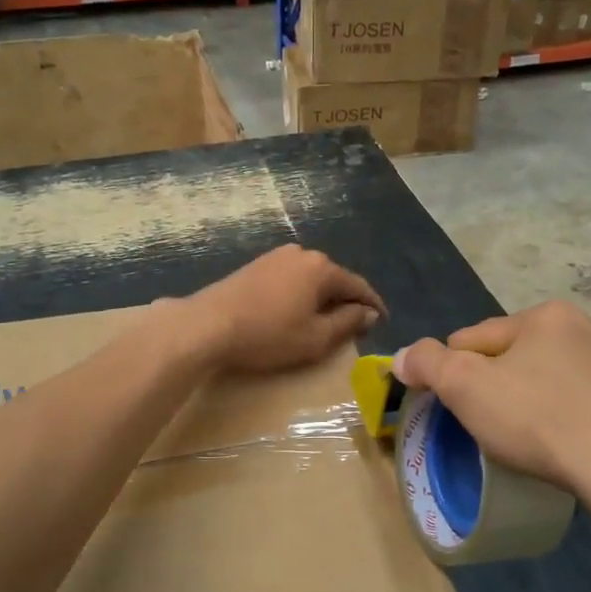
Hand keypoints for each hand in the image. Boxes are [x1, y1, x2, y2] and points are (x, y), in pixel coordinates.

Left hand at [184, 246, 385, 373]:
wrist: (207, 325)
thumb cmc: (268, 334)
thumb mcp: (316, 338)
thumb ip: (348, 323)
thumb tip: (368, 313)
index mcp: (322, 268)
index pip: (358, 286)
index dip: (373, 305)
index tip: (383, 321)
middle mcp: (302, 253)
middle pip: (335, 279)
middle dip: (347, 301)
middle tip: (355, 326)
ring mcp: (276, 257)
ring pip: (312, 278)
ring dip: (322, 298)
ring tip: (325, 321)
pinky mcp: (256, 265)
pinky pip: (291, 279)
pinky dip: (301, 294)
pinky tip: (296, 311)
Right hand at [392, 302, 590, 547]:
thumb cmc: (541, 422)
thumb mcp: (466, 388)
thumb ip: (427, 364)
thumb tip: (403, 357)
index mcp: (546, 315)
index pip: (475, 338)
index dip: (453, 372)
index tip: (451, 408)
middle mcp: (589, 325)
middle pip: (518, 355)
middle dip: (500, 384)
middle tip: (492, 428)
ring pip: (557, 376)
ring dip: (539, 397)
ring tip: (534, 439)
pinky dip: (576, 413)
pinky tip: (573, 442)